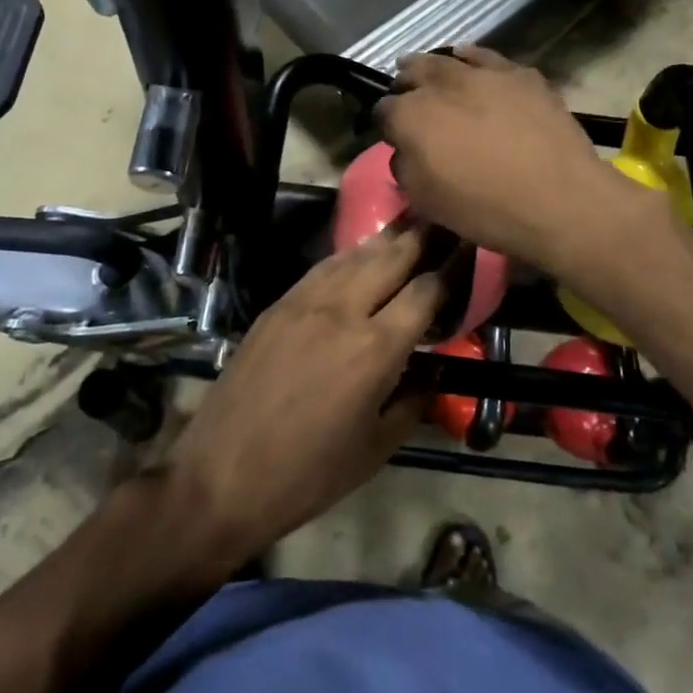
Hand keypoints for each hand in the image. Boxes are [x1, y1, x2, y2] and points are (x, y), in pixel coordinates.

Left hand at [164, 225, 441, 564]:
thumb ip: (413, 399)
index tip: (469, 249)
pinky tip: (360, 253)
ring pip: (356, 254)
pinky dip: (350, 255)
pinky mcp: (278, 304)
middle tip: (445, 218)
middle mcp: (344, 310)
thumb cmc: (309, 473)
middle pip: (392, 257)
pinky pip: (323, 267)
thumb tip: (433, 367)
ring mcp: (306, 301)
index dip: (452, 267)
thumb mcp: (376, 447)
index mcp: (376, 348)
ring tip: (411, 222)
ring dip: (388, 237)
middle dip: (423, 236)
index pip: (425, 291)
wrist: (223, 473)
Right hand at [374, 46, 618, 273]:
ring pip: (448, 59)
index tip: (393, 135)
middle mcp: (441, 85)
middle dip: (406, 84)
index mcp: (411, 116)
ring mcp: (483, 74)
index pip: (383, 110)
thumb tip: (406, 150)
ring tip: (432, 73)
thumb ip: (405, 167)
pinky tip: (471, 62)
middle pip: (412, 72)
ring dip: (434, 67)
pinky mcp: (519, 73)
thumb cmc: (484, 208)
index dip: (386, 123)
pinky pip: (487, 58)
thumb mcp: (426, 201)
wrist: (558, 200)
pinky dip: (473, 59)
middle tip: (409, 96)